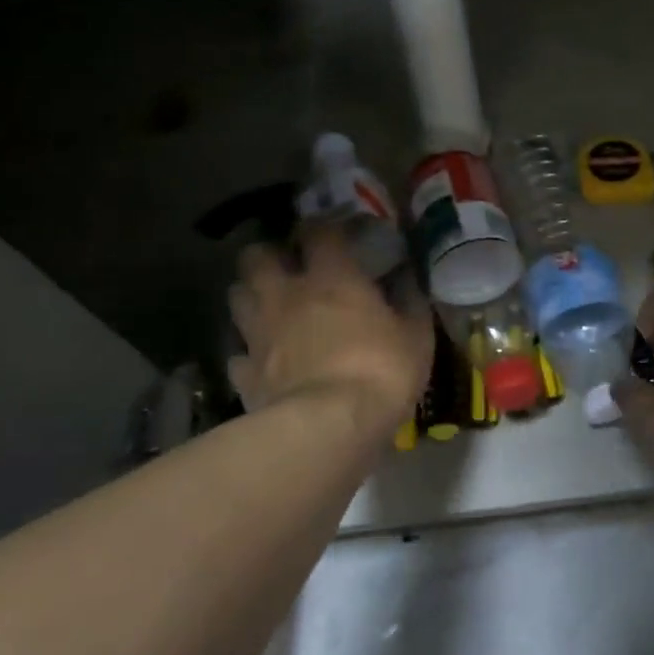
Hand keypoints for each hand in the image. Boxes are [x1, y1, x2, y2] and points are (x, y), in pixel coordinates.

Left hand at [227, 225, 432, 437]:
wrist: (329, 427)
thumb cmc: (381, 371)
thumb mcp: (416, 336)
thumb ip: (410, 302)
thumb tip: (408, 279)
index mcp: (332, 278)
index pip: (318, 232)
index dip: (322, 227)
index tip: (332, 232)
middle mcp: (287, 295)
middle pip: (256, 256)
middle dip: (268, 254)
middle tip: (286, 265)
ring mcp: (259, 333)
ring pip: (236, 296)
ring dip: (251, 294)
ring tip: (269, 304)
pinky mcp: (245, 372)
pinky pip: (237, 353)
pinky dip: (248, 352)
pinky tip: (262, 360)